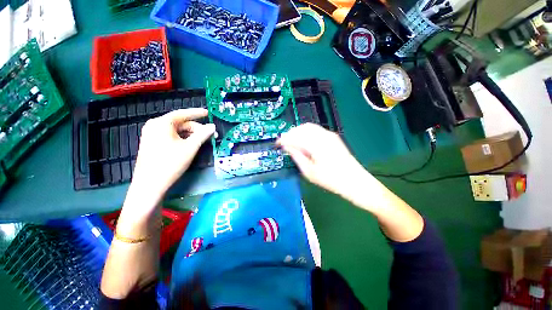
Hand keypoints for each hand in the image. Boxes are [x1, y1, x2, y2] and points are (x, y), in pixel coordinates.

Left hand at [130, 108, 214, 203]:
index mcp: (162, 123)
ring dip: (190, 134)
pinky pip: (170, 136)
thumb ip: (203, 134)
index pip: (183, 114)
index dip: (197, 113)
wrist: (150, 184)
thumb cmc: (171, 163)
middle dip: (196, 128)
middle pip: (180, 123)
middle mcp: (154, 125)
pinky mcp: (152, 143)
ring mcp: (151, 134)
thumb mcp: (190, 147)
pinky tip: (190, 144)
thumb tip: (213, 126)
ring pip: (176, 130)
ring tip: (202, 141)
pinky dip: (182, 138)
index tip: (208, 113)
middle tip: (210, 135)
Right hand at [277, 123, 370, 199]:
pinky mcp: (333, 137)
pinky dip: (306, 133)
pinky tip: (303, 141)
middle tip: (284, 143)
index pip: (295, 137)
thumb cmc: (331, 180)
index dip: (284, 139)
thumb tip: (287, 147)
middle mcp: (323, 135)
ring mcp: (329, 135)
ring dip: (298, 132)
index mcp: (316, 144)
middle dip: (290, 134)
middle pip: (301, 128)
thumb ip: (297, 157)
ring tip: (292, 142)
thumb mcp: (309, 172)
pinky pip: (315, 130)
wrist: (354, 181)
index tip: (277, 143)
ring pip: (308, 127)